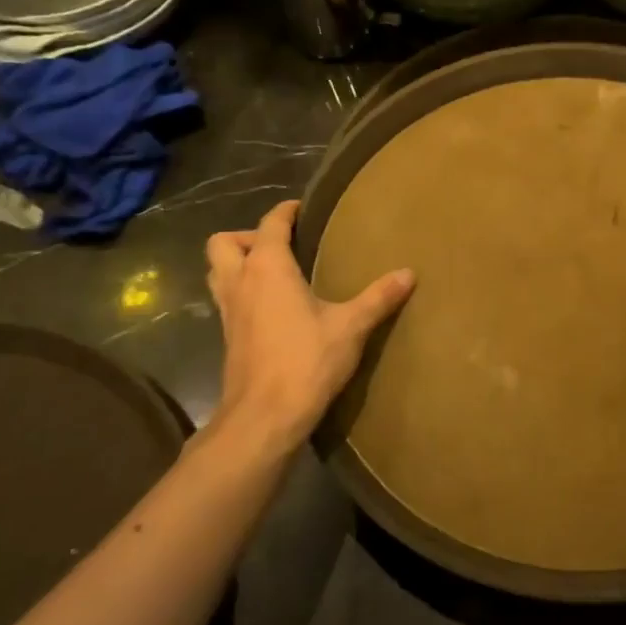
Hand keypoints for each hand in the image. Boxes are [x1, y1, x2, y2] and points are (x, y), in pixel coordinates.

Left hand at [202, 199, 414, 451]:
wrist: (264, 416)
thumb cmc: (306, 361)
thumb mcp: (351, 326)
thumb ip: (379, 297)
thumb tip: (409, 273)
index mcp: (267, 268)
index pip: (269, 224)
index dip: (285, 212)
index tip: (302, 208)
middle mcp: (240, 282)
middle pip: (223, 242)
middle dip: (247, 236)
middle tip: (281, 246)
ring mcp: (227, 311)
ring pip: (217, 271)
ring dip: (237, 263)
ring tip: (273, 272)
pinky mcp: (226, 337)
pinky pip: (226, 298)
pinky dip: (242, 291)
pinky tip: (272, 308)